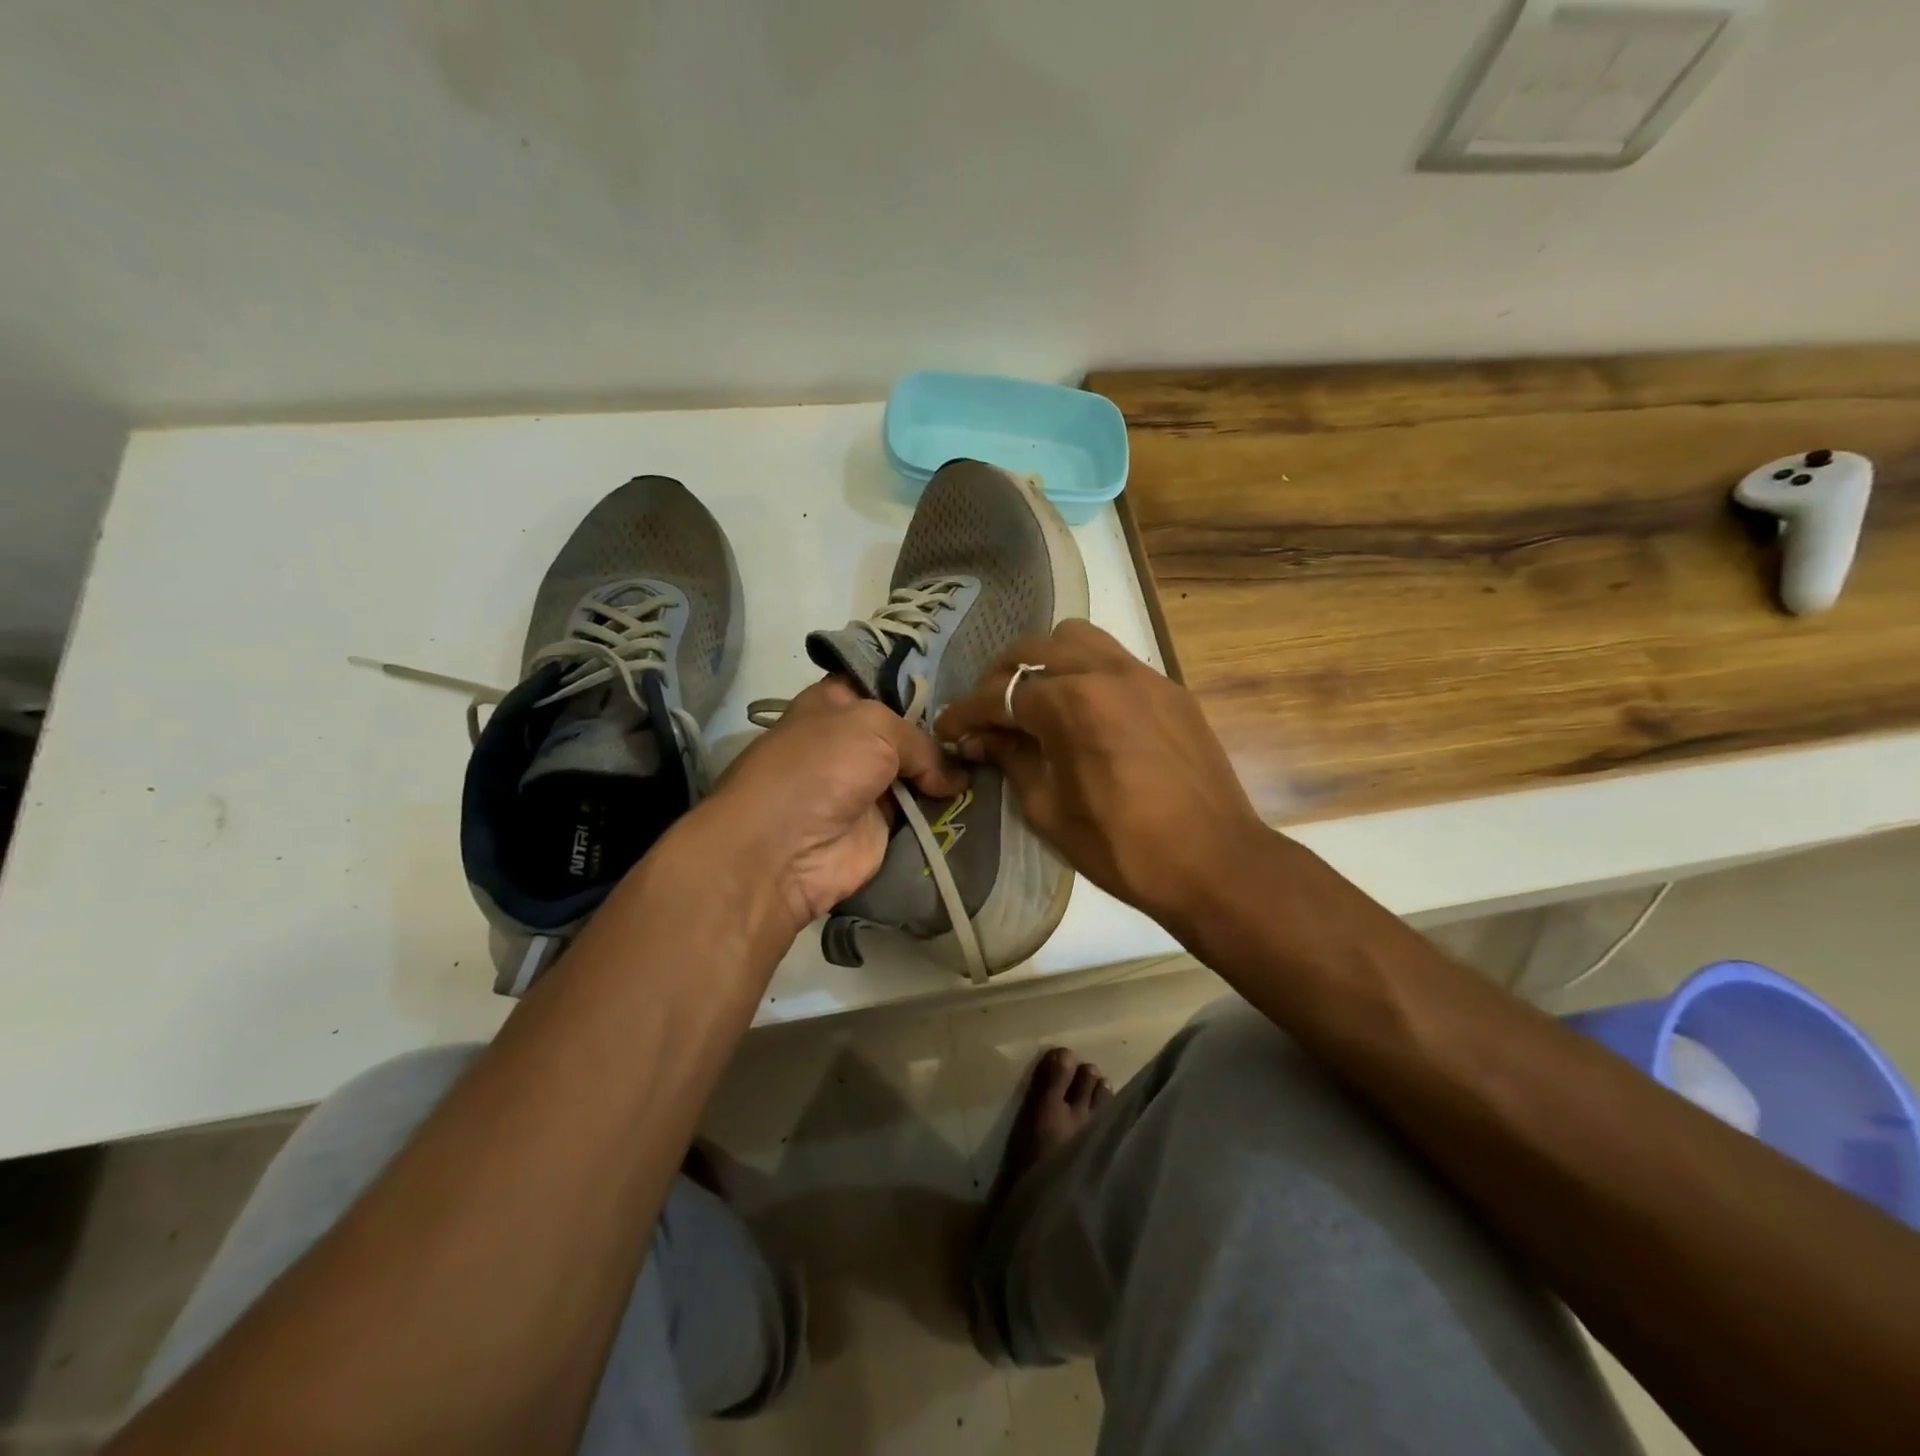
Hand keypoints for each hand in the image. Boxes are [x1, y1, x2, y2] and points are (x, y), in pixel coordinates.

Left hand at [695, 677, 966, 933]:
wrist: (784, 849)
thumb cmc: (821, 766)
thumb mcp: (874, 727)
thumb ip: (922, 743)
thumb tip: (956, 778)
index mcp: (837, 704)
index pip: (884, 686)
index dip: (921, 690)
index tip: (963, 697)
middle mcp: (852, 743)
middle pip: (909, 734)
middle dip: (945, 737)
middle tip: (988, 735)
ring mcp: (867, 788)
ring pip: (920, 776)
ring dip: (951, 777)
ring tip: (997, 767)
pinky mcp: (881, 829)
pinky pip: (922, 816)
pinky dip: (947, 813)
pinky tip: (984, 802)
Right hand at [933, 621, 1267, 935]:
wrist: (1213, 861)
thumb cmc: (1122, 847)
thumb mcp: (1048, 809)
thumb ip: (1011, 759)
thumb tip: (982, 738)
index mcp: (1071, 702)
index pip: (1000, 694)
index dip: (965, 712)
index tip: (947, 729)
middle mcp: (1105, 671)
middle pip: (1034, 649)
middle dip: (1000, 678)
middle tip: (988, 714)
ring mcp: (1143, 675)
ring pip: (1078, 639)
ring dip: (1045, 660)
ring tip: (1035, 699)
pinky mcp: (1170, 689)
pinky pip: (1115, 659)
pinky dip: (1086, 672)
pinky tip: (1083, 711)